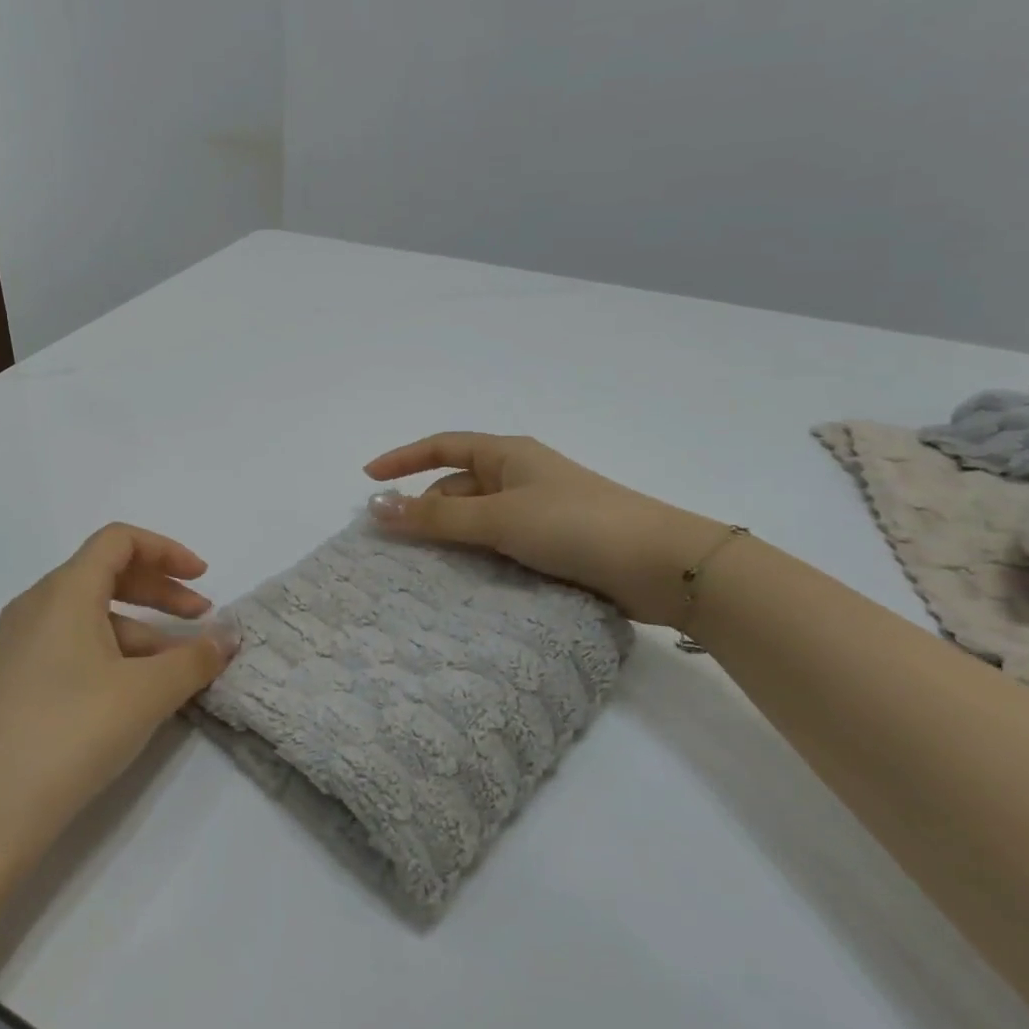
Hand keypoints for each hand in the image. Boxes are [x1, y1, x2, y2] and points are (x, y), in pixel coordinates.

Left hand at [0, 524, 238, 875]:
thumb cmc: (69, 734)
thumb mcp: (146, 694)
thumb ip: (195, 659)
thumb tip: (229, 636)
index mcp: (64, 591)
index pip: (118, 540)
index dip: (166, 551)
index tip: (203, 579)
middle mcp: (35, 607)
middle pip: (106, 574)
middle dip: (161, 592)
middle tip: (201, 620)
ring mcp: (17, 647)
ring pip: (89, 617)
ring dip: (140, 632)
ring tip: (176, 673)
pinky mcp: (10, 684)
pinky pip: (70, 649)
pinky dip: (111, 656)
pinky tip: (132, 697)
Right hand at [364, 432, 727, 626]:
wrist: (660, 564)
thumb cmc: (574, 524)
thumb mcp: (499, 518)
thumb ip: (436, 518)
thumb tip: (376, 508)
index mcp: (507, 454)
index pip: (442, 446)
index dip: (403, 459)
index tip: (368, 480)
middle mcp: (519, 477)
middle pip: (457, 486)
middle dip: (426, 510)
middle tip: (398, 545)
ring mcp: (538, 511)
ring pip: (477, 520)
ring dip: (452, 539)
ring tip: (425, 570)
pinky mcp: (553, 544)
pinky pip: (499, 544)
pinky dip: (478, 557)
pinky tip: (465, 582)